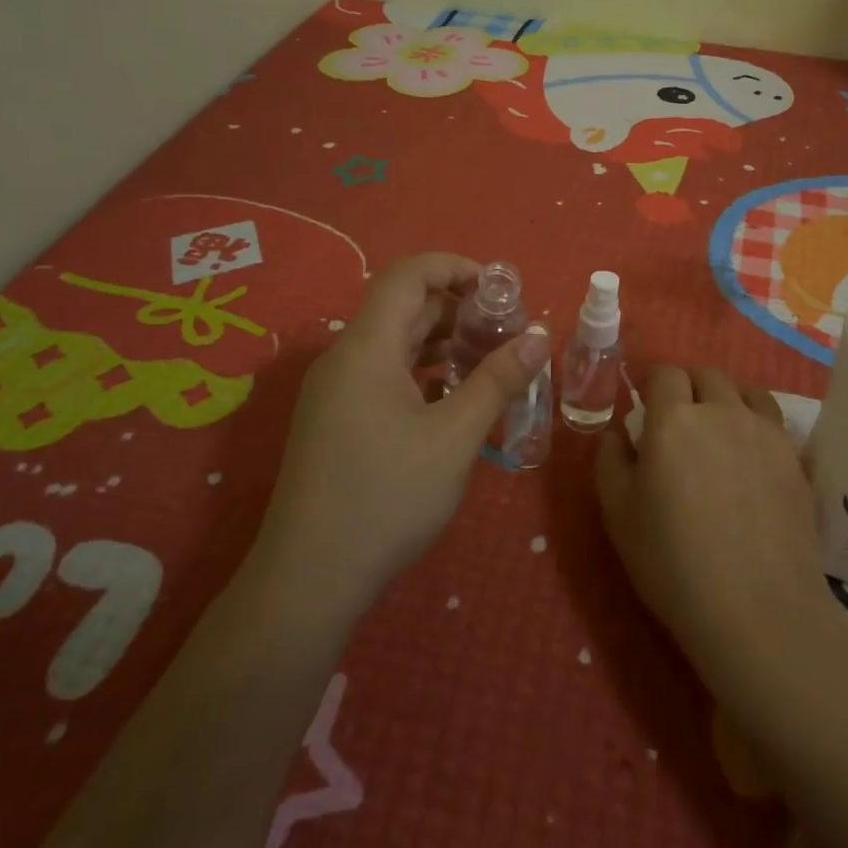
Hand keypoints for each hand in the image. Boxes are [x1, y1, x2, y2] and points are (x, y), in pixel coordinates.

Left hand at [257, 254, 550, 608]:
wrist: (309, 579)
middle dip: (457, 309)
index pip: (408, 275)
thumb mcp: (454, 437)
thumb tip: (539, 338)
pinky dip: (421, 371)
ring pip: (393, 343)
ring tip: (488, 361)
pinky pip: (383, 374)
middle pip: (402, 307)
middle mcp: (344, 358)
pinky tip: (453, 398)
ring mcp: (335, 391)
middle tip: (506, 331)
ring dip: (441, 342)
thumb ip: (498, 381)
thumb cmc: (386, 498)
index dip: (454, 267)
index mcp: (366, 347)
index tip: (499, 289)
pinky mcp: (334, 420)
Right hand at [596, 366, 843, 701]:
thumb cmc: (673, 562)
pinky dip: (757, 427)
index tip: (648, 413)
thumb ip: (611, 460)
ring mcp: (765, 433)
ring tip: (722, 437)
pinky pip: (773, 423)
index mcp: (674, 420)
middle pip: (707, 375)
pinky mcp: (795, 459)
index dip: (654, 387)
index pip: (665, 373)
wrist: (758, 610)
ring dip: (728, 401)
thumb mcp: (618, 514)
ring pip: (746, 392)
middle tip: (682, 427)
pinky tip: (752, 463)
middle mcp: (722, 412)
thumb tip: (622, 434)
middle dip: (690, 389)